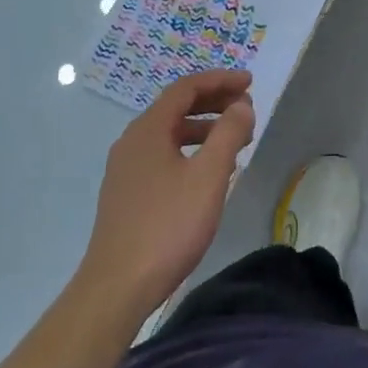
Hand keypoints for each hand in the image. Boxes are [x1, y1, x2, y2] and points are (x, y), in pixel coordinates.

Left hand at [80, 70, 255, 316]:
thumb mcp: (208, 176)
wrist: (117, 286)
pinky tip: (207, 172)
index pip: (186, 88)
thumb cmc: (167, 226)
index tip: (250, 82)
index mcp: (148, 129)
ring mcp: (125, 168)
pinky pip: (162, 155)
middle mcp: (132, 141)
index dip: (220, 80)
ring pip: (170, 133)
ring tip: (235, 140)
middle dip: (213, 102)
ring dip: (204, 128)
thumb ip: (228, 134)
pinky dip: (189, 150)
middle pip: (176, 107)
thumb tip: (242, 104)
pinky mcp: (126, 193)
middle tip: (246, 107)